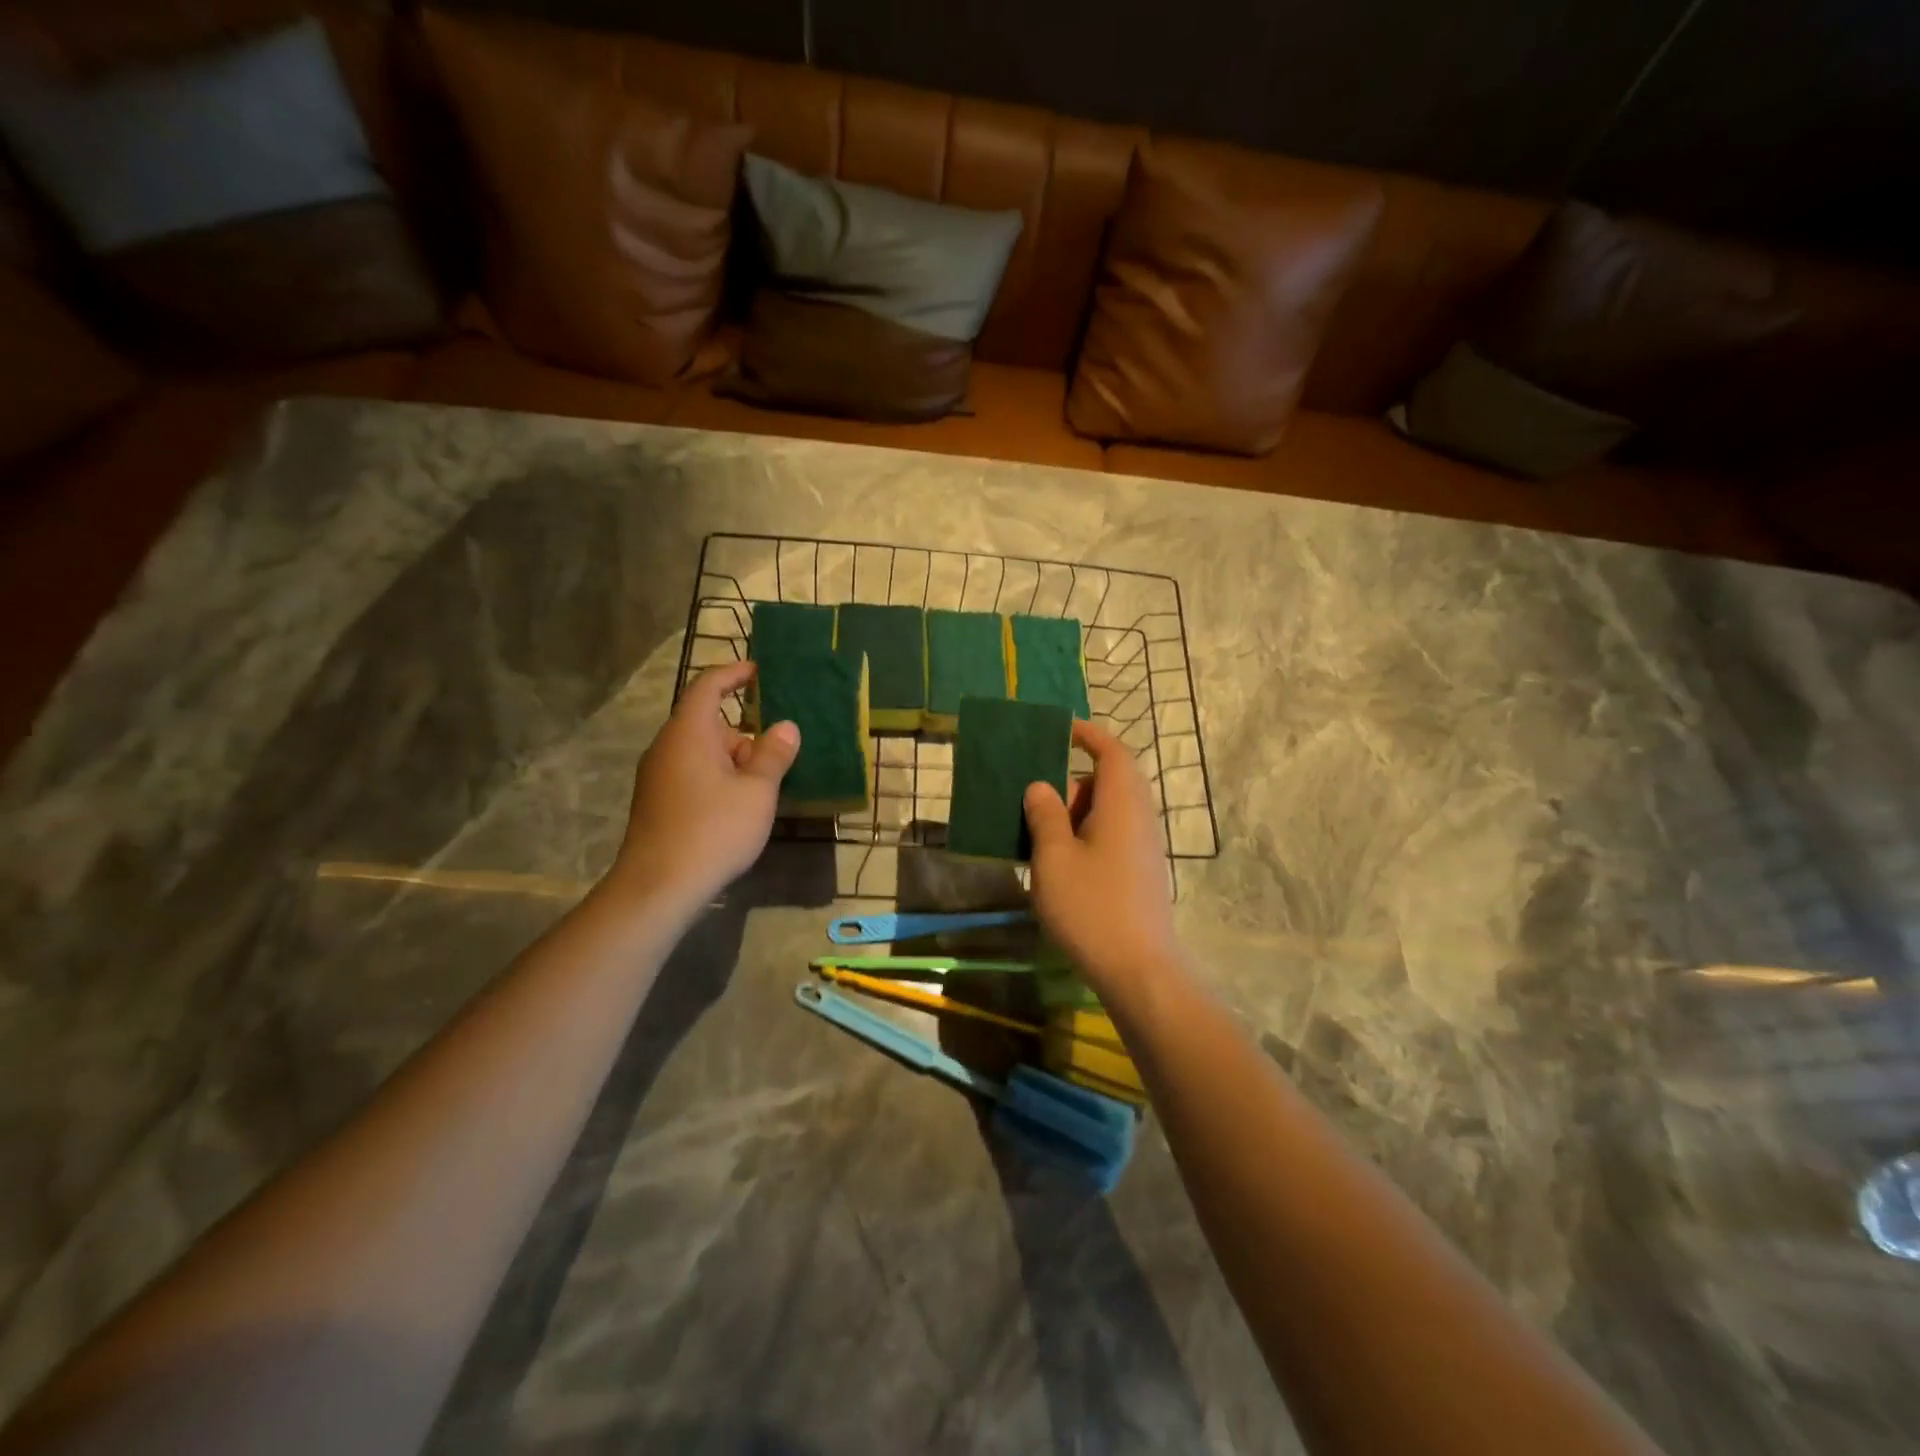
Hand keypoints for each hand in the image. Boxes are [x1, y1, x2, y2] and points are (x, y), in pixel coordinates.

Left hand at [610, 662, 798, 905]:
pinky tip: (740, 807)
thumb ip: (774, 755)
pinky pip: (692, 774)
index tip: (759, 671)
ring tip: (766, 785)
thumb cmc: (714, 829)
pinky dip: (719, 778)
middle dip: (745, 733)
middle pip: (708, 723)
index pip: (708, 686)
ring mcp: (658, 776)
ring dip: (734, 761)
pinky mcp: (657, 802)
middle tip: (778, 753)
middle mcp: (667, 747)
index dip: (734, 674)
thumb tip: (786, 727)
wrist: (659, 886)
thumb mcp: (757, 791)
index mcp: (689, 732)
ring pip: (702, 753)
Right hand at [1023, 719, 1181, 996]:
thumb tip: (1041, 786)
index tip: (1061, 730)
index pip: (1112, 752)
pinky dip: (1086, 834)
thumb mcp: (1054, 857)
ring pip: (1111, 811)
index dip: (1088, 735)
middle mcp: (1140, 818)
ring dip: (1077, 812)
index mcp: (1123, 804)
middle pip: (1111, 780)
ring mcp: (1144, 847)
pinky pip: (1113, 835)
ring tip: (1041, 833)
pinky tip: (1061, 863)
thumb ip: (1045, 815)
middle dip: (1074, 782)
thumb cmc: (1091, 906)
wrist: (1139, 970)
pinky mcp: (1141, 872)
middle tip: (1038, 799)